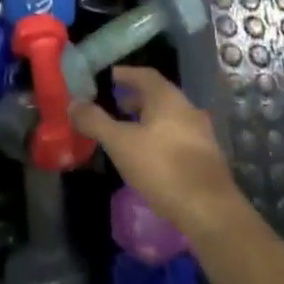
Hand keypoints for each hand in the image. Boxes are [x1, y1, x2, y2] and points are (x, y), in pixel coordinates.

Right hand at [71, 66, 245, 237]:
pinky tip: (148, 157)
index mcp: (168, 98)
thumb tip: (73, 103)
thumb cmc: (162, 167)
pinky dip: (159, 137)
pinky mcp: (206, 157)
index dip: (125, 74)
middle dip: (135, 99)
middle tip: (114, 106)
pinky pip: (177, 136)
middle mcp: (187, 109)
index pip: (145, 75)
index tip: (109, 78)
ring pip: (169, 117)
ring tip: (127, 133)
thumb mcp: (120, 143)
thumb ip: (95, 121)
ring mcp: (200, 133)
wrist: (209, 210)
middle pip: (158, 96)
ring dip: (147, 120)